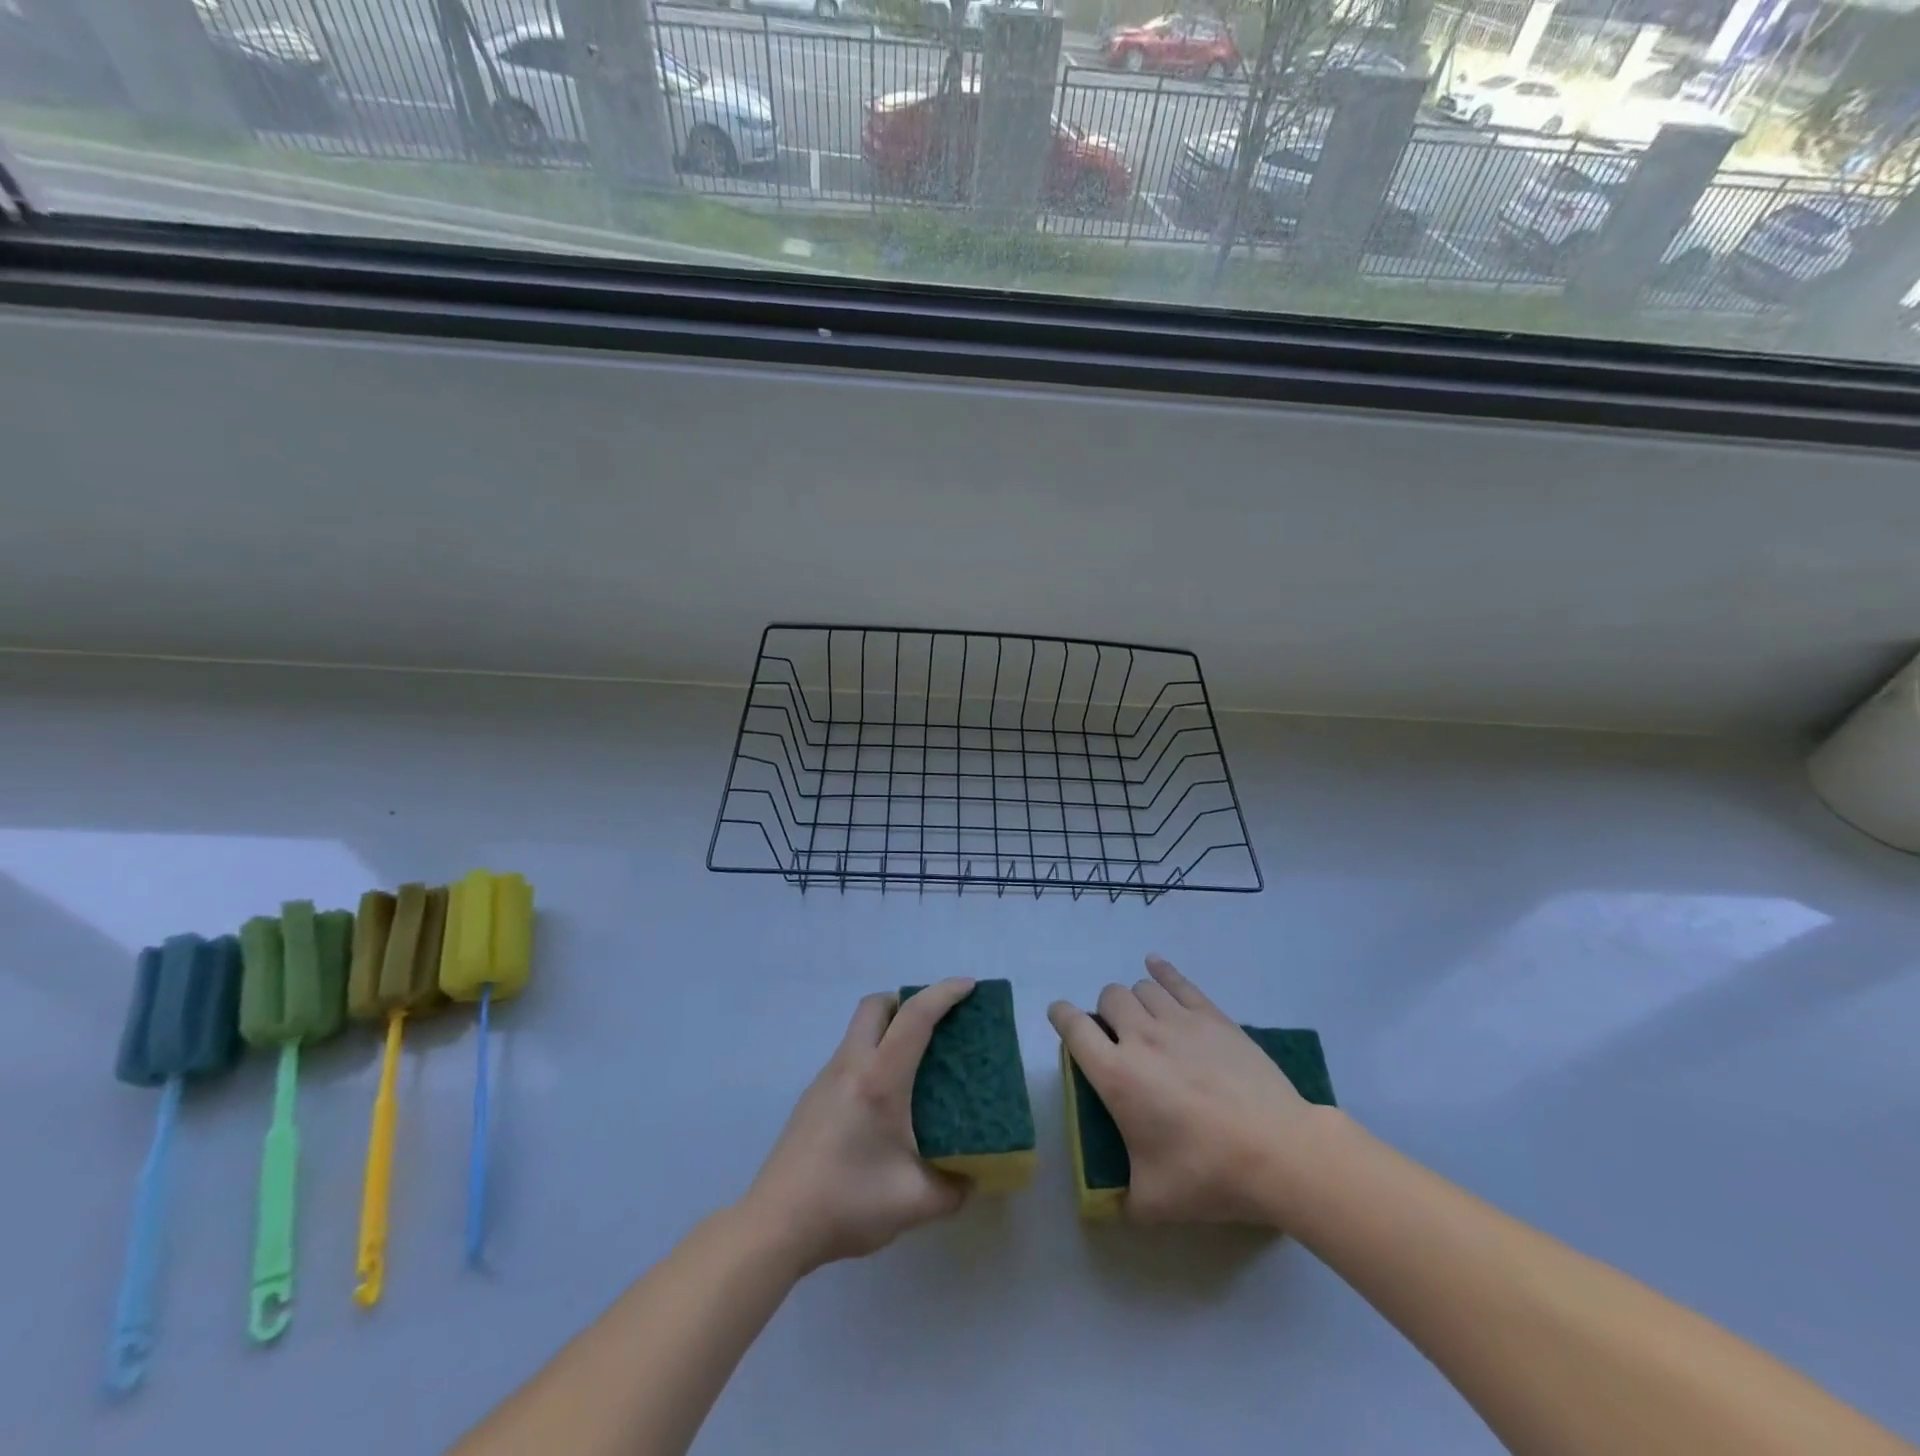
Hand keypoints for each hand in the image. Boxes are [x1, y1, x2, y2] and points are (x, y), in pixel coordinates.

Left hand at [741, 979, 973, 1274]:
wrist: (774, 1225)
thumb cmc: (847, 1203)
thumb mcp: (914, 1203)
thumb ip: (954, 1188)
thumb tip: (972, 1176)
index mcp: (879, 1079)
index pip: (915, 1016)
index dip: (944, 994)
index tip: (969, 986)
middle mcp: (851, 1066)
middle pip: (877, 1005)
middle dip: (909, 1000)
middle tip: (937, 1025)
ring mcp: (826, 1079)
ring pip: (859, 1030)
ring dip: (889, 1029)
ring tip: (917, 1065)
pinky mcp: (813, 1097)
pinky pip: (850, 1056)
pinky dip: (873, 1055)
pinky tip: (885, 1101)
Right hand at [1048, 956, 1327, 1226]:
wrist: (1278, 1152)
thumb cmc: (1208, 1175)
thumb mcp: (1153, 1202)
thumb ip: (1122, 1200)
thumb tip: (1111, 1206)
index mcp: (1116, 1075)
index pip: (1073, 1028)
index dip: (1060, 1016)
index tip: (1059, 1017)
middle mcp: (1139, 1037)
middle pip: (1108, 998)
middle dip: (1104, 1013)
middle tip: (1117, 1040)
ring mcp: (1178, 1021)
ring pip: (1140, 987)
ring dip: (1134, 1000)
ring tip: (1144, 1021)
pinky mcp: (1212, 1017)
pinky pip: (1177, 981)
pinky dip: (1162, 971)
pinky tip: (1156, 967)